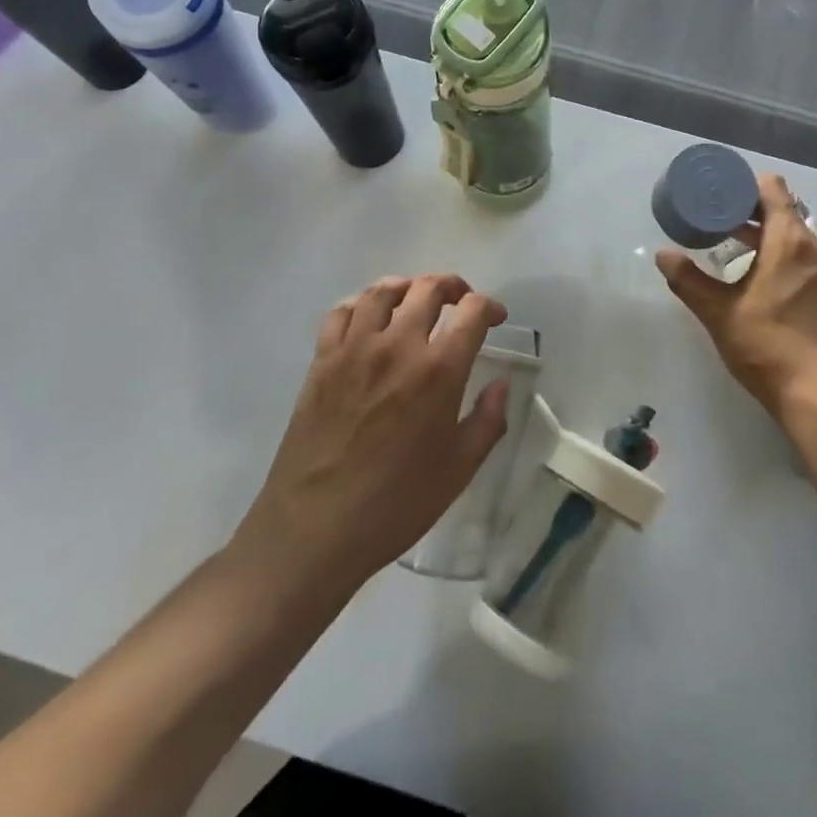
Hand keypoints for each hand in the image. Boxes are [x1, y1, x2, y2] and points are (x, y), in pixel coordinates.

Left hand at [236, 275, 510, 593]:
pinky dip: (362, 304)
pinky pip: (342, 312)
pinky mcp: (322, 361)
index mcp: (439, 371)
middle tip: (461, 302)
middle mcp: (398, 346)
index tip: (495, 318)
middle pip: (428, 289)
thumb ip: (488, 420)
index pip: (472, 311)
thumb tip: (501, 383)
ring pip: (383, 291)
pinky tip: (370, 319)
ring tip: (417, 299)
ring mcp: (354, 350)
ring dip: (408, 286)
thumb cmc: (396, 504)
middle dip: (453, 287)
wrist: (315, 530)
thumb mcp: (459, 469)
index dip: (490, 306)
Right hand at [657, 173, 816, 425]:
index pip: (772, 189)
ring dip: (763, 235)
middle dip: (747, 210)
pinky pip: (801, 258)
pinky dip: (778, 255)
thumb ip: (690, 281)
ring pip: (792, 236)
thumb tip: (663, 255)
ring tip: (728, 244)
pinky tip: (755, 276)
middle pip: (782, 210)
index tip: (718, 192)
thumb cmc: (770, 346)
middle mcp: (813, 249)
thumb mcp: (720, 313)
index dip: (744, 184)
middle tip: (713, 217)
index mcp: (789, 241)